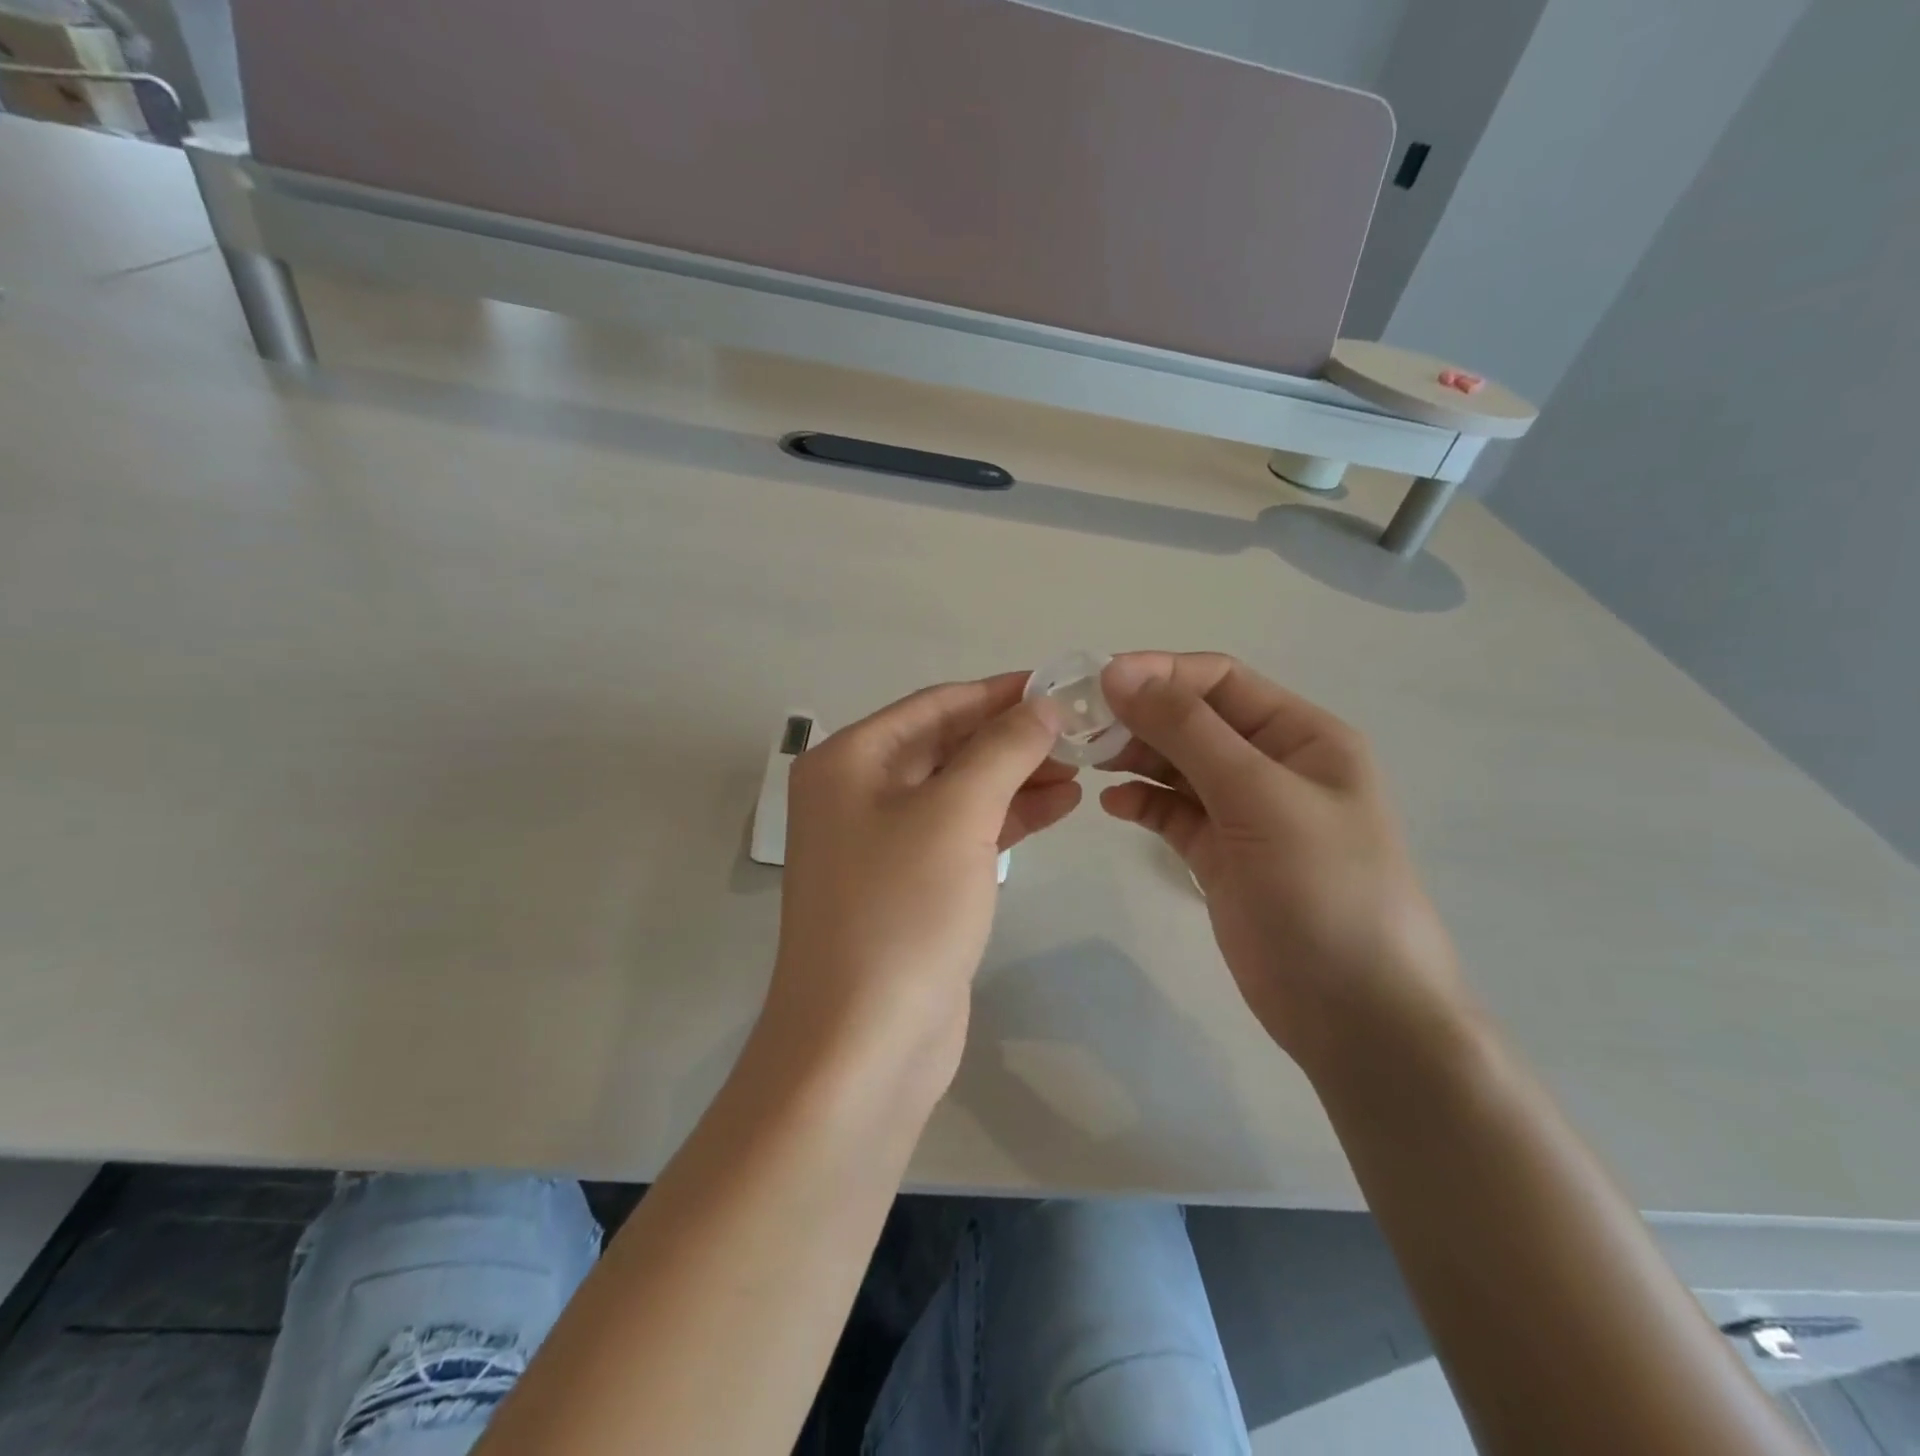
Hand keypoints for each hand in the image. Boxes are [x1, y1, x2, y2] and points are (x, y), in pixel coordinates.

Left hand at [763, 673, 1080, 1098]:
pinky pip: (962, 833)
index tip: (1061, 685)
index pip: (936, 706)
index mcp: (849, 761)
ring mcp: (882, 843)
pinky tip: (1058, 807)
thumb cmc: (902, 912)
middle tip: (1082, 733)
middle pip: (946, 746)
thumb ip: (1001, 750)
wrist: (864, 1044)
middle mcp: (857, 793)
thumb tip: (1040, 706)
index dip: (999, 692)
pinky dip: (1006, 818)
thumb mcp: (956, 815)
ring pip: (959, 791)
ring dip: (1016, 777)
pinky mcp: (910, 886)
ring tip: (1082, 768)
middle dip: (1012, 738)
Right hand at [1097, 652, 1470, 1079]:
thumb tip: (1119, 671)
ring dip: (1134, 756)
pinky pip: (1173, 813)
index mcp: (1301, 736)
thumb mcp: (1259, 797)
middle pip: (1193, 720)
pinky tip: (1113, 805)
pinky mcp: (1221, 856)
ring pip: (1178, 765)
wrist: (1357, 1017)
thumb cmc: (1324, 892)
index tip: (1095, 682)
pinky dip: (1142, 802)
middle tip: (1078, 727)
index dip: (1158, 673)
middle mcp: (1273, 765)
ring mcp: (1245, 813)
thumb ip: (1188, 731)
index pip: (1219, 680)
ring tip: (1087, 761)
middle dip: (1139, 716)